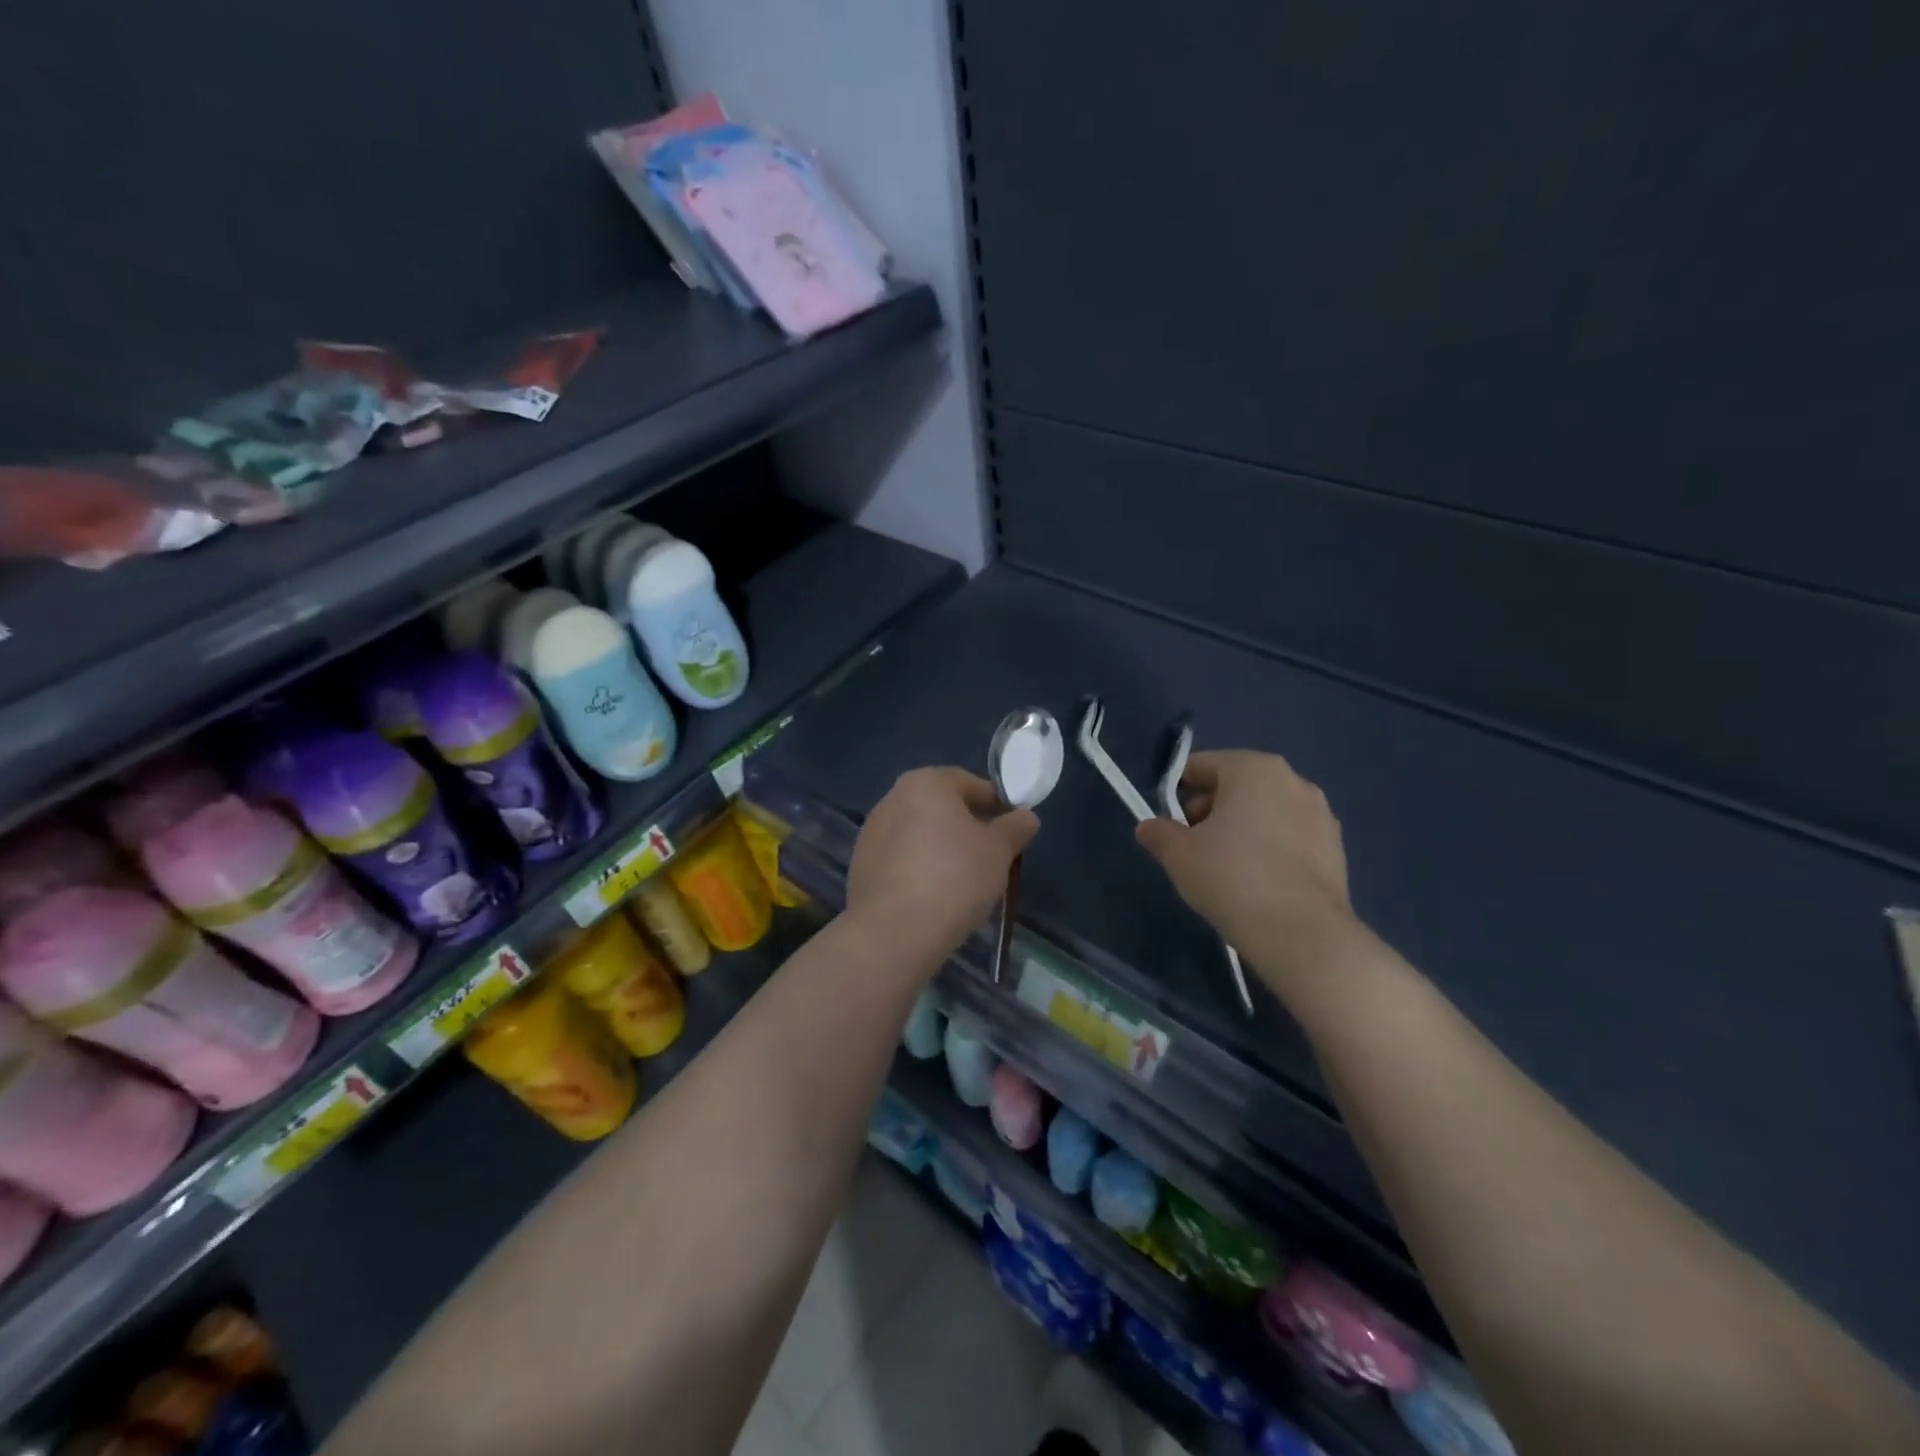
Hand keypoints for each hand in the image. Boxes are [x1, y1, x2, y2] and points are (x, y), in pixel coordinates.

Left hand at [846, 767, 1039, 965]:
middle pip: (940, 806)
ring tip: (962, 880)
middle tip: (990, 855)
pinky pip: (900, 859)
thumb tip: (1026, 817)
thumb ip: (1015, 828)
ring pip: (918, 833)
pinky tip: (933, 896)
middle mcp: (892, 798)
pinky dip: (918, 869)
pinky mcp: (860, 866)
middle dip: (965, 826)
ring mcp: (871, 833)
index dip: (995, 804)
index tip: (1011, 829)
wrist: (894, 931)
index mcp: (925, 783)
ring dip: (940, 848)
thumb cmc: (954, 878)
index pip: (968, 783)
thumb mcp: (999, 851)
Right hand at [1135, 750, 1360, 996]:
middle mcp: (1292, 780)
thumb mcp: (1179, 855)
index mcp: (1253, 769)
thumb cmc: (1231, 878)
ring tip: (1225, 869)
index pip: (1201, 766)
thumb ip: (1159, 833)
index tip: (1168, 824)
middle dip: (1210, 810)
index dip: (1177, 792)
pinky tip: (1257, 883)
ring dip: (1242, 830)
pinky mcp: (1336, 848)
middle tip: (1193, 848)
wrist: (1301, 933)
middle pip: (1236, 786)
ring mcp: (1320, 814)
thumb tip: (1149, 827)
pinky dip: (1269, 850)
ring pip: (1265, 812)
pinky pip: (1289, 837)